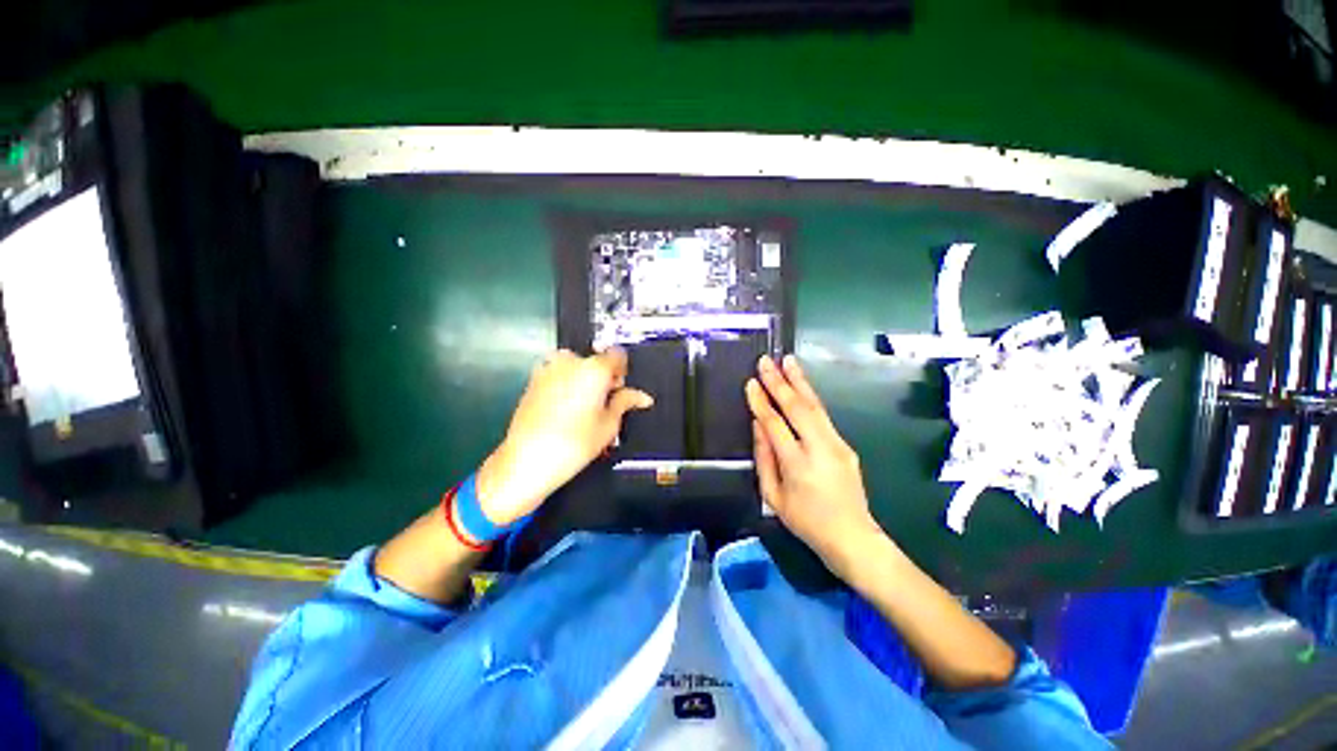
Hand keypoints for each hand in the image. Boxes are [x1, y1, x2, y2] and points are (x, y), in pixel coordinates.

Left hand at [476, 348, 652, 525]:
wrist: (527, 460)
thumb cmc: (574, 443)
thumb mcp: (609, 425)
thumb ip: (625, 402)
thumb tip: (641, 397)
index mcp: (594, 368)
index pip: (617, 355)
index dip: (622, 372)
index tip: (620, 390)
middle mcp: (570, 361)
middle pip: (595, 361)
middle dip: (602, 377)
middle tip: (603, 404)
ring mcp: (548, 368)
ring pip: (575, 367)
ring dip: (583, 380)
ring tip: (583, 408)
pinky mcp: (533, 380)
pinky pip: (557, 375)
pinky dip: (565, 385)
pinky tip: (564, 410)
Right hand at [746, 355, 882, 572]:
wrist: (853, 537)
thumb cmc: (806, 522)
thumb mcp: (773, 497)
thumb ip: (764, 458)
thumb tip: (757, 425)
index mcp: (797, 465)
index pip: (774, 424)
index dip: (760, 402)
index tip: (750, 382)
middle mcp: (820, 449)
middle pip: (797, 407)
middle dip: (779, 381)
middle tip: (766, 361)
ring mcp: (837, 444)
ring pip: (815, 405)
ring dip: (800, 381)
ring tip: (788, 360)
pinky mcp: (846, 444)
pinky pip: (823, 415)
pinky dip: (810, 397)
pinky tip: (801, 385)